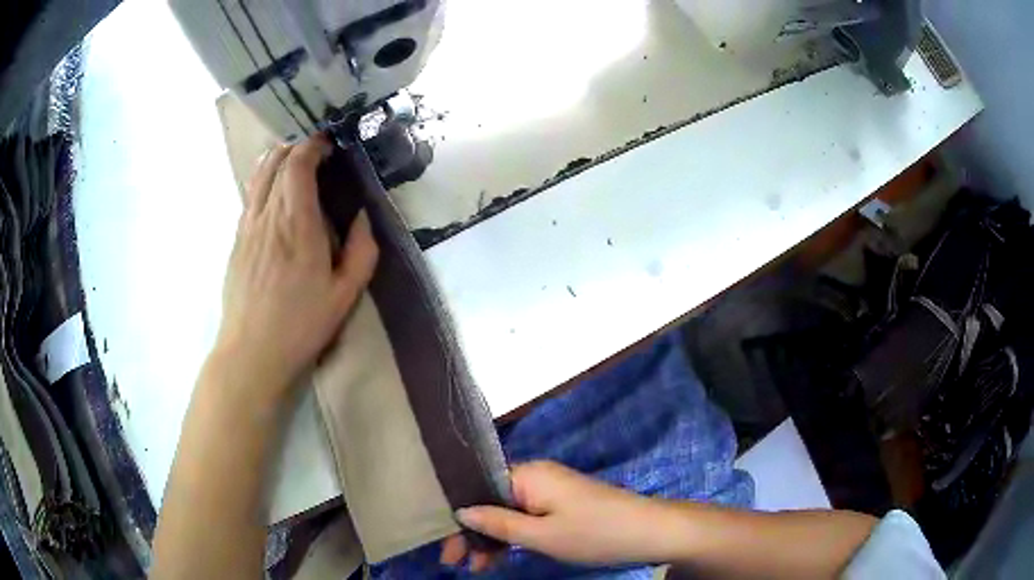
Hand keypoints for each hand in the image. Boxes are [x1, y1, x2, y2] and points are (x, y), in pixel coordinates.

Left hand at [214, 135, 377, 398]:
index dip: (313, 145)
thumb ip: (362, 250)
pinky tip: (274, 190)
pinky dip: (263, 179)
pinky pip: (250, 194)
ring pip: (259, 174)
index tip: (329, 145)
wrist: (252, 352)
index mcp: (298, 225)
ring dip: (278, 158)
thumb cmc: (301, 325)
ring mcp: (247, 226)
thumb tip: (362, 216)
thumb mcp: (345, 295)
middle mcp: (268, 216)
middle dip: (297, 146)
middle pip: (277, 161)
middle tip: (317, 151)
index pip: (298, 164)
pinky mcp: (237, 239)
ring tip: (295, 162)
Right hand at [441, 461, 672, 571]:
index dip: (459, 519)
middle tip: (457, 564)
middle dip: (473, 533)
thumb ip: (498, 524)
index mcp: (528, 475)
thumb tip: (461, 511)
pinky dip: (513, 536)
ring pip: (508, 511)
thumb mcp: (542, 536)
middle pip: (491, 500)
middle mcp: (536, 475)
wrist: (650, 531)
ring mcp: (551, 489)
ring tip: (478, 568)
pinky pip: (526, 516)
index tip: (448, 549)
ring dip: (492, 538)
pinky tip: (503, 556)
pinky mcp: (563, 503)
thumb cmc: (594, 533)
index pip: (478, 489)